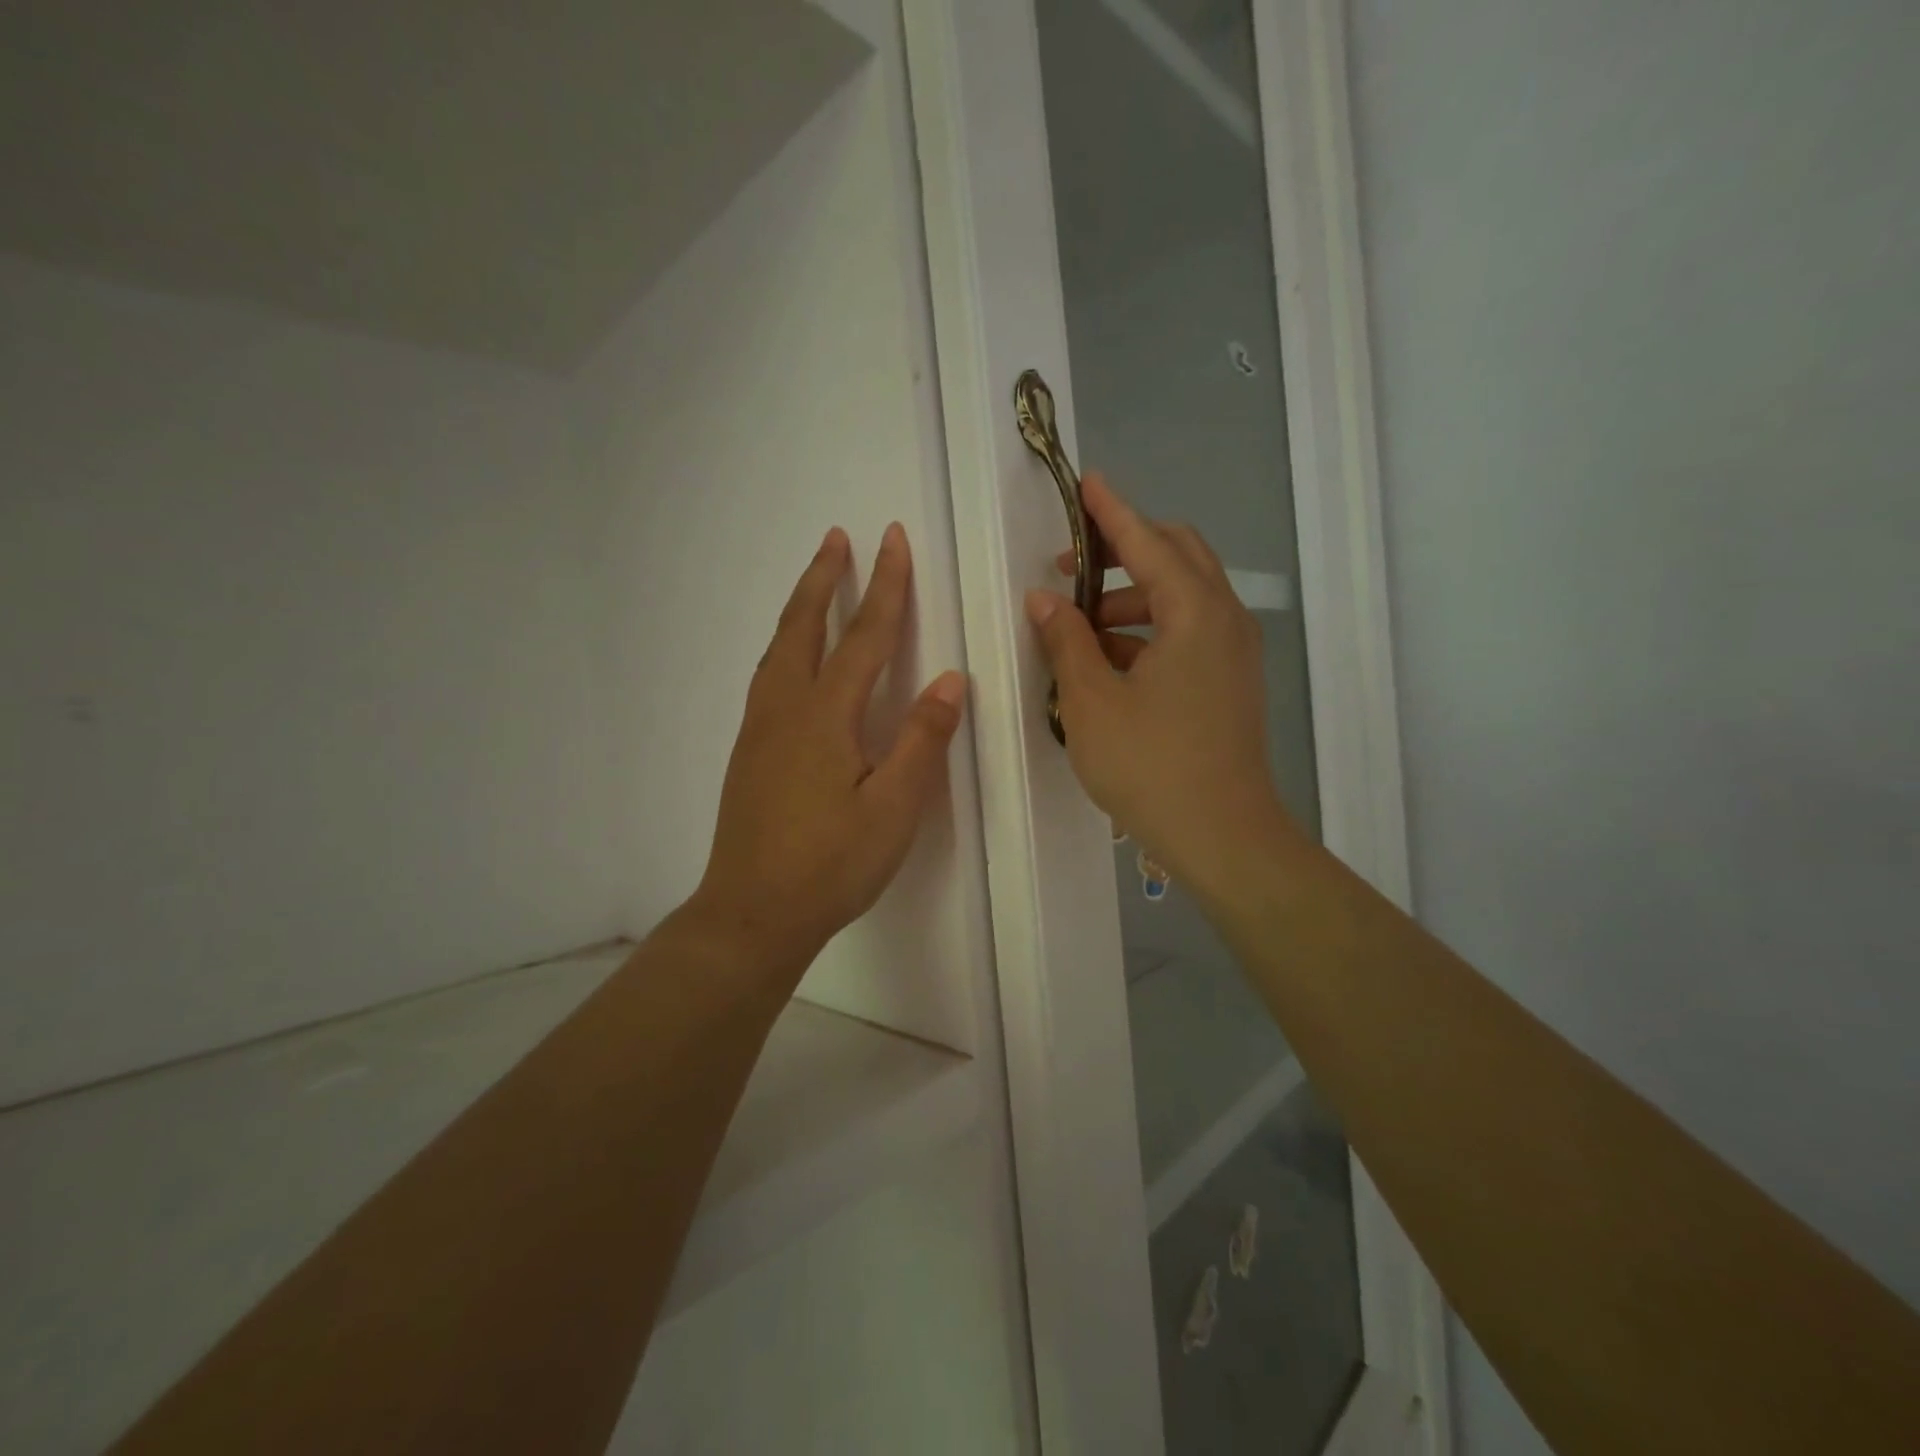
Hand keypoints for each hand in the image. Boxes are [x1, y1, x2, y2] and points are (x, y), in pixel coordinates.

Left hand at [690, 523, 966, 974]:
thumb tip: (947, 680)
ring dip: (801, 608)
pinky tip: (793, 659)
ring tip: (816, 582)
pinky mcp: (748, 752)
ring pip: (778, 650)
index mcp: (825, 716)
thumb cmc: (830, 865)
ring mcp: (759, 730)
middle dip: (824, 579)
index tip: (893, 539)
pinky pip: (768, 676)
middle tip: (837, 537)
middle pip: (804, 627)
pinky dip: (785, 645)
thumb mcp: (894, 809)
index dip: (884, 586)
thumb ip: (921, 741)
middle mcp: (784, 709)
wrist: (752, 913)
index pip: (864, 637)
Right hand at [1026, 474, 1298, 896]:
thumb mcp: (1092, 701)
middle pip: (1177, 556)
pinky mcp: (1231, 681)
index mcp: (1195, 613)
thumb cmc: (1151, 766)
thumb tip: (1044, 600)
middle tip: (1071, 567)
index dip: (1111, 511)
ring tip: (1080, 624)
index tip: (1085, 483)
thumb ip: (1066, 640)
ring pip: (1183, 596)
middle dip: (1125, 550)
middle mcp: (1224, 619)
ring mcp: (1234, 652)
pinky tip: (1110, 659)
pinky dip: (1150, 629)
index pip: (1148, 541)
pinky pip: (1190, 631)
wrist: (1223, 837)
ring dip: (1133, 596)